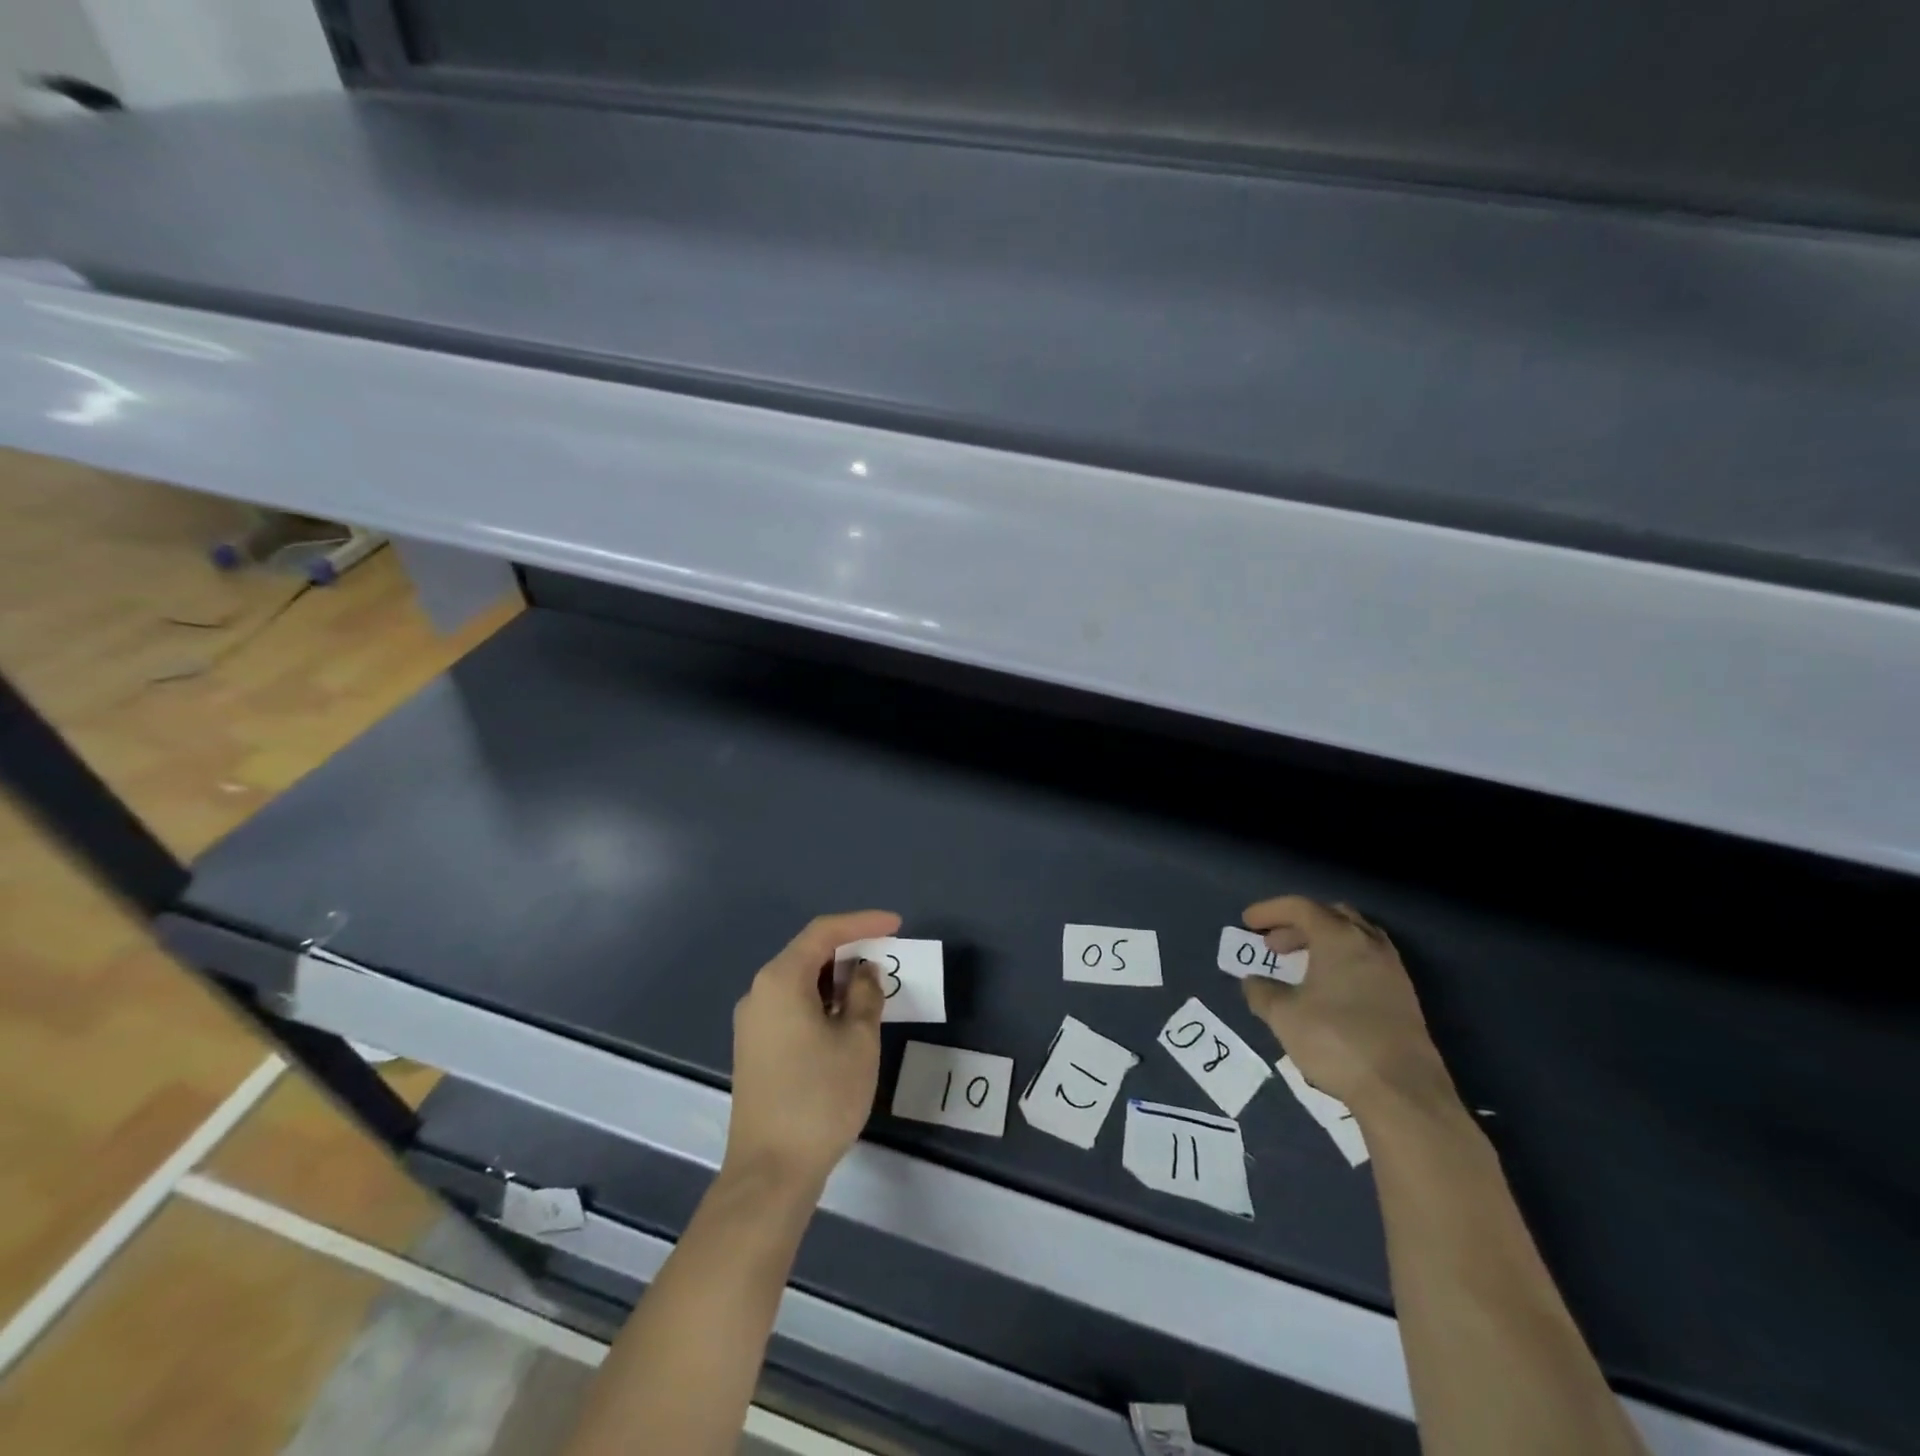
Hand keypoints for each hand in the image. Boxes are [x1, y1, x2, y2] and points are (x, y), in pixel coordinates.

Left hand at [724, 910, 899, 1195]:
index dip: (862, 923)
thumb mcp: (858, 1040)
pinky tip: (846, 1016)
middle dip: (849, 949)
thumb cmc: (820, 1097)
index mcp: (780, 980)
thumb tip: (863, 972)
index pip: (824, 933)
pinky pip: (791, 1005)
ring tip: (872, 985)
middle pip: (807, 953)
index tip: (896, 925)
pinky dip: (821, 1000)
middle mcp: (759, 993)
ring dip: (836, 977)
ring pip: (799, 981)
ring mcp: (753, 1022)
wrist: (770, 1171)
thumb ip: (865, 994)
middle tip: (888, 954)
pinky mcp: (755, 1048)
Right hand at [1239, 896, 1454, 1113]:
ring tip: (1299, 966)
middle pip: (1330, 915)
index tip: (1247, 923)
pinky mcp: (1404, 997)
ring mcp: (1392, 970)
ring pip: (1353, 938)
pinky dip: (1341, 962)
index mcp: (1339, 938)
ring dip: (1322, 943)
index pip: (1300, 907)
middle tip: (1274, 945)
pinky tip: (1327, 990)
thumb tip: (1253, 981)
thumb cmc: (1336, 1041)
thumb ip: (1261, 991)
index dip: (1270, 911)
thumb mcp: (1283, 1015)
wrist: (1402, 1092)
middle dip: (1297, 924)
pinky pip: (1366, 961)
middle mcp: (1369, 944)